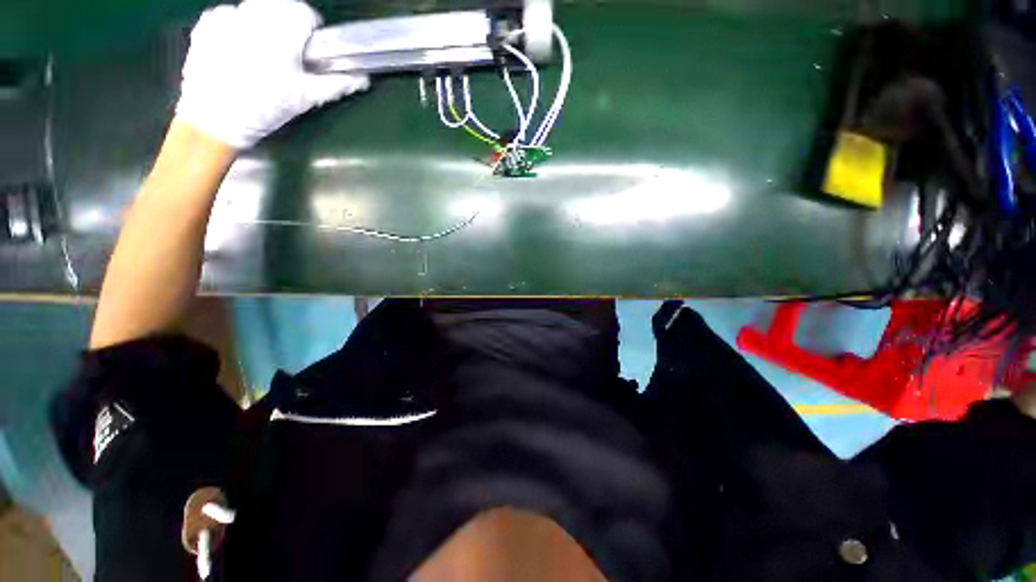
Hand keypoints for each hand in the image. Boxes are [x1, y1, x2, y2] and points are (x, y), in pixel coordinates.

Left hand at [175, 0, 369, 148]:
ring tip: (260, 54)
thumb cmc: (265, 110)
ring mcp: (227, 16)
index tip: (309, 50)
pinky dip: (238, 26)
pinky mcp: (207, 23)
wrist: (213, 120)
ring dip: (264, 24)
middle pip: (280, 6)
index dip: (311, 30)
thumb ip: (336, 84)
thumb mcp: (306, 99)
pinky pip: (231, 14)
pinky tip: (238, 50)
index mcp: (282, 33)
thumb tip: (363, 79)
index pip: (305, 12)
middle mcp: (254, 16)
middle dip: (287, 25)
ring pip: (256, 8)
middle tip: (286, 55)